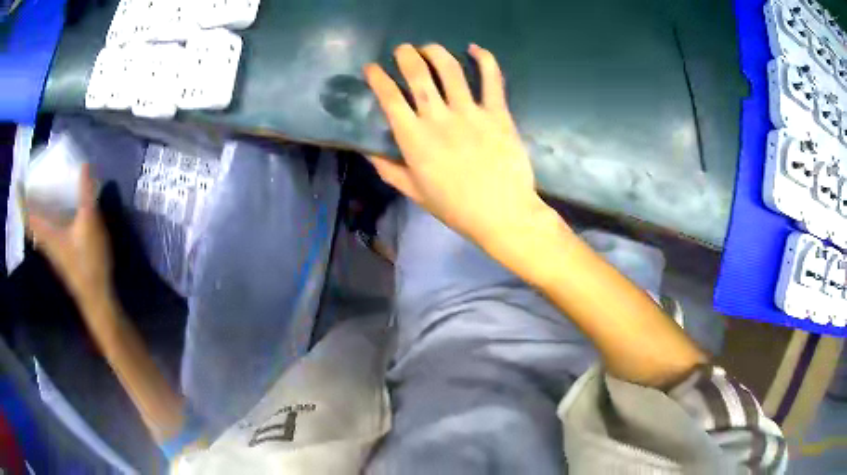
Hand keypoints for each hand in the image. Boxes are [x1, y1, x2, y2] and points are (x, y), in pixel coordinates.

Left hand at [25, 164, 112, 308]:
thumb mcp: (89, 224)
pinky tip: (54, 211)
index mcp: (47, 234)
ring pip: (38, 227)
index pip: (29, 216)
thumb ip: (86, 195)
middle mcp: (46, 241)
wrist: (96, 295)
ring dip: (35, 211)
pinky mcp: (61, 254)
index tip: (17, 183)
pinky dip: (45, 218)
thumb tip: (83, 165)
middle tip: (27, 184)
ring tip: (38, 192)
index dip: (21, 200)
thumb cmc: (88, 261)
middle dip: (27, 204)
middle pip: (31, 222)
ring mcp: (53, 249)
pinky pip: (47, 231)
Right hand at [364, 44, 550, 249]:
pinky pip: (492, 79)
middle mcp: (438, 117)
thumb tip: (367, 151)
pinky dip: (485, 59)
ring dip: (436, 52)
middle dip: (405, 55)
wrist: (502, 213)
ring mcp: (470, 112)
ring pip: (450, 69)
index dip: (377, 77)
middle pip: (417, 74)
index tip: (372, 68)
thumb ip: (388, 169)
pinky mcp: (497, 112)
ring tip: (429, 48)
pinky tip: (475, 49)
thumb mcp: (414, 192)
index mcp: (414, 138)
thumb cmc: (455, 207)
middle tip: (403, 50)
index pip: (389, 97)